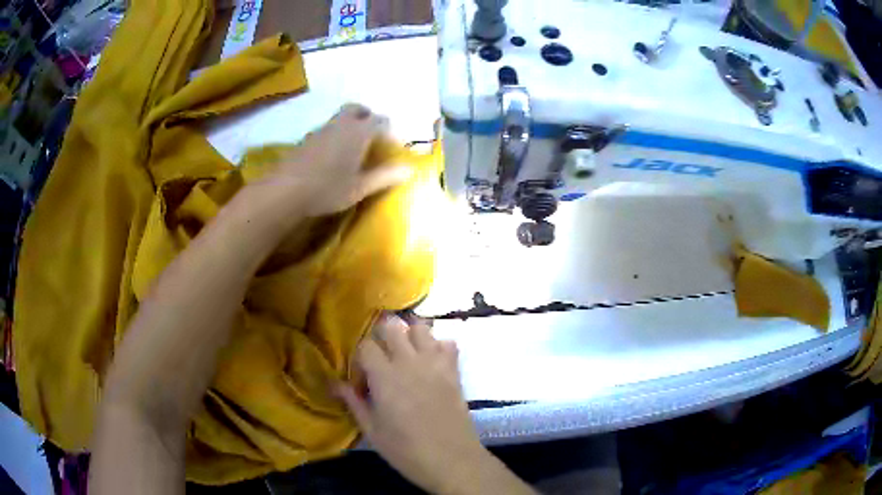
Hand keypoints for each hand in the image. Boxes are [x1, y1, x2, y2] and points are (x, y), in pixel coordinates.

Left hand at [261, 103, 411, 217]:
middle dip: (368, 117)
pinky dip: (335, 135)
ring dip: (350, 125)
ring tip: (353, 148)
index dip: (389, 131)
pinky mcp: (306, 139)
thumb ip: (385, 176)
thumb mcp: (360, 187)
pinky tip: (331, 156)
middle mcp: (340, 124)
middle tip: (372, 135)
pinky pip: (326, 130)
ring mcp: (320, 130)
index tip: (393, 145)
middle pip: (357, 109)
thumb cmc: (327, 189)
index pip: (380, 121)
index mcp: (358, 132)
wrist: (285, 191)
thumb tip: (409, 169)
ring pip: (340, 118)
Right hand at [335, 315, 486, 493]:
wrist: (452, 460)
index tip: (362, 377)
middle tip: (381, 358)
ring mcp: (435, 363)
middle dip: (381, 336)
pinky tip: (431, 362)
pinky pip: (448, 342)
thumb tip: (333, 383)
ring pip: (421, 327)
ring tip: (405, 354)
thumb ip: (353, 402)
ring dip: (409, 335)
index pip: (366, 345)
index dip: (360, 358)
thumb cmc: (406, 450)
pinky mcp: (454, 371)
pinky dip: (438, 345)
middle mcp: (409, 362)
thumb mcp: (372, 430)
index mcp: (384, 376)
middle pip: (392, 325)